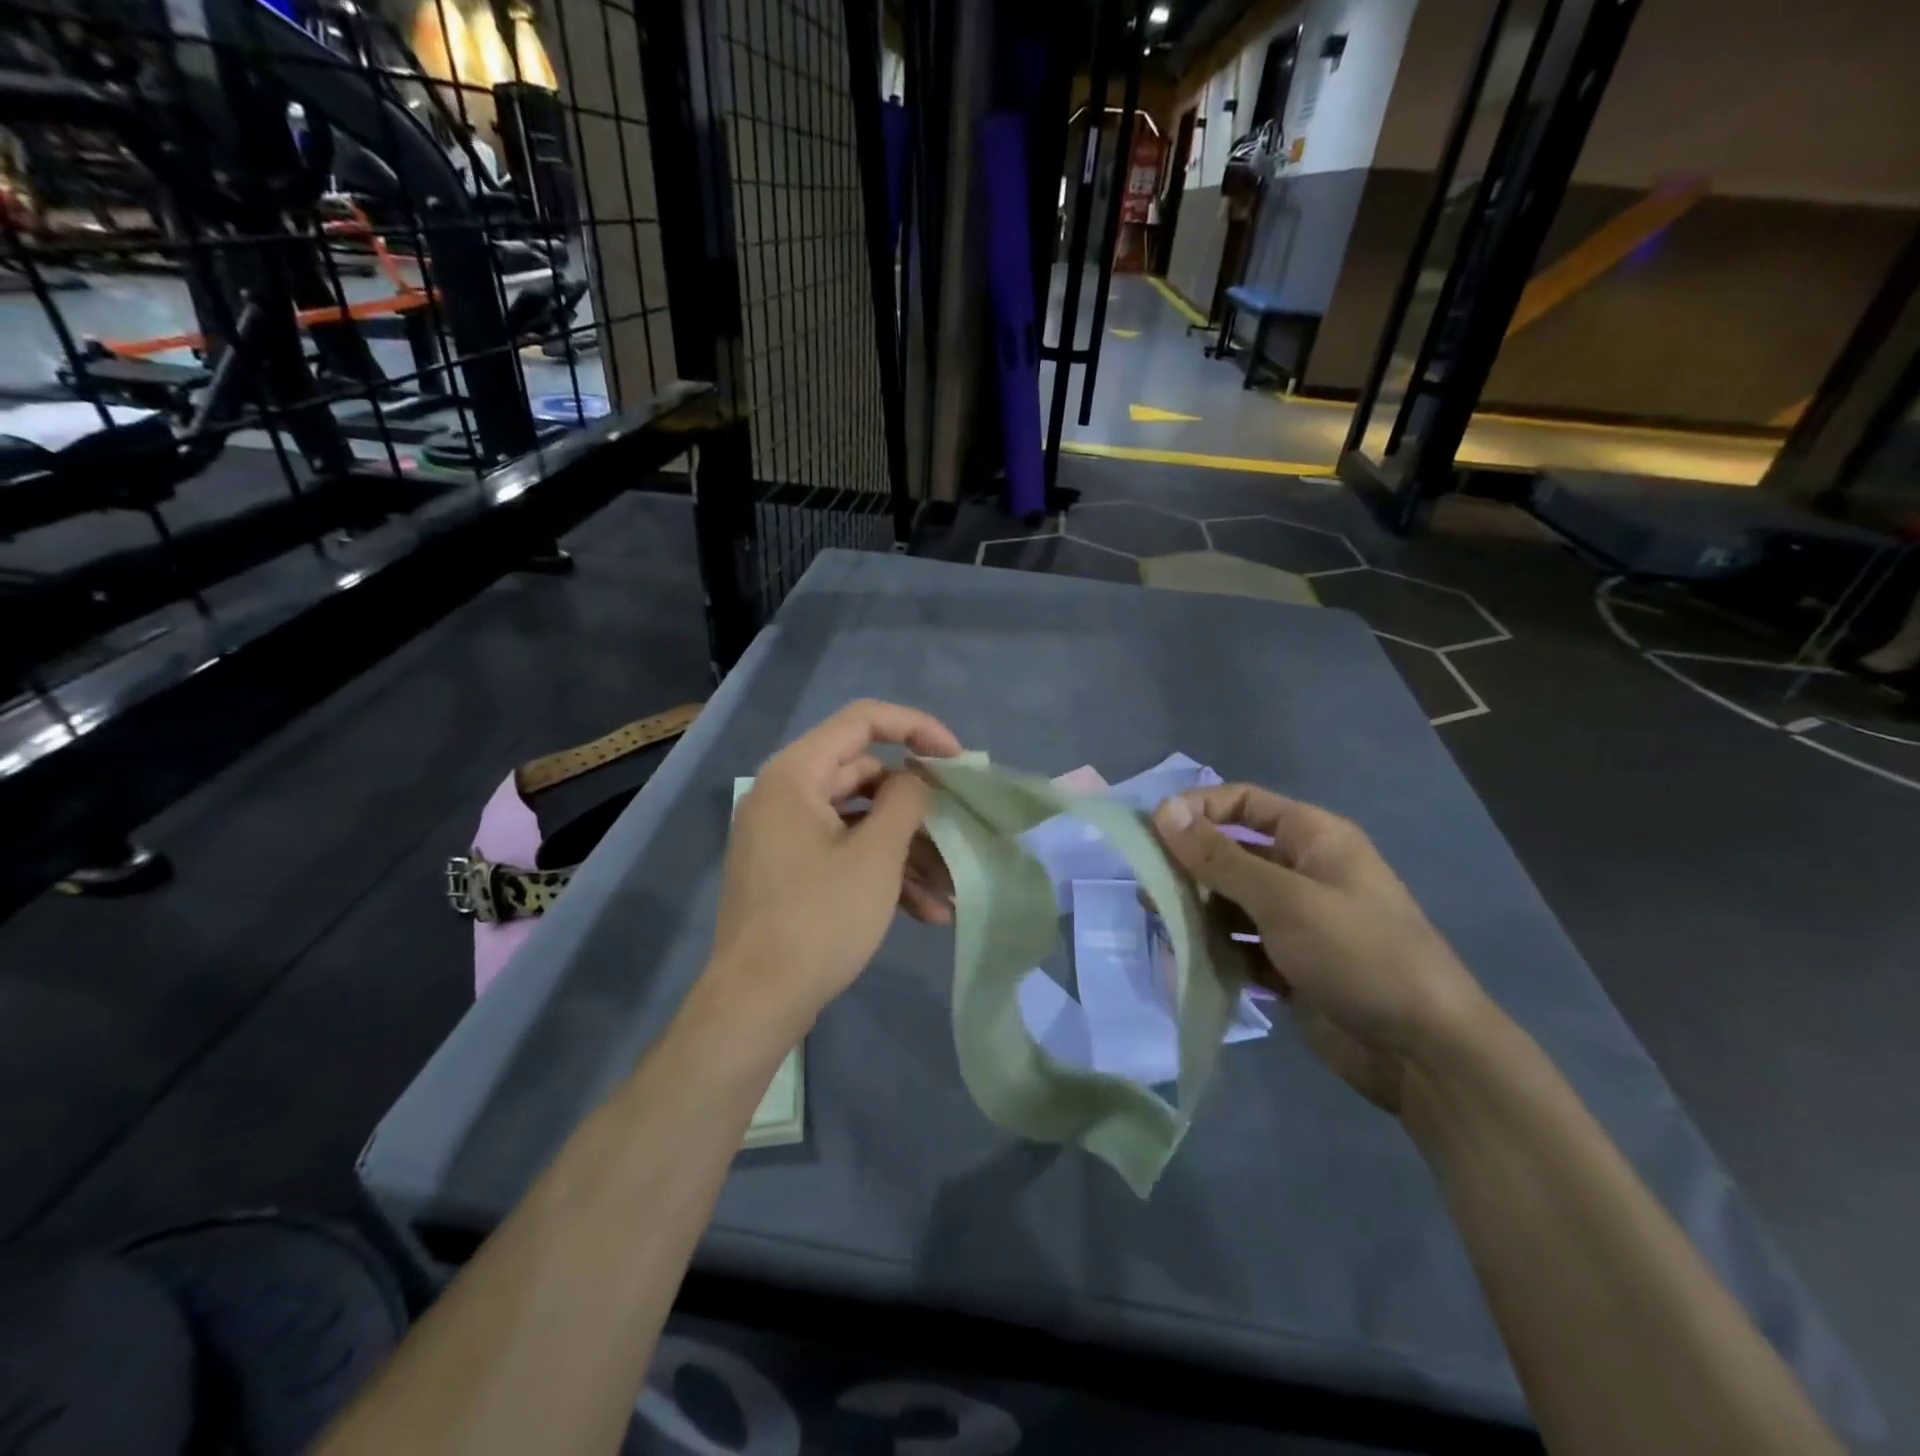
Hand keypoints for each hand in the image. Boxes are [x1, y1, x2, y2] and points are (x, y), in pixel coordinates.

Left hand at [707, 700, 962, 1038]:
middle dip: (917, 808)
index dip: (916, 728)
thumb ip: (906, 801)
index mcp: (796, 774)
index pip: (863, 720)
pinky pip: (844, 852)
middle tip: (958, 828)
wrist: (755, 1005)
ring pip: (861, 821)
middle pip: (865, 776)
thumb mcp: (876, 857)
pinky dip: (882, 872)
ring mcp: (786, 835)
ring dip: (907, 850)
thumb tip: (916, 777)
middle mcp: (786, 794)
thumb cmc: (818, 921)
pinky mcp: (791, 870)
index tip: (957, 759)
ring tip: (950, 890)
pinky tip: (925, 912)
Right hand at [1152, 785, 1487, 1113]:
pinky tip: (1190, 963)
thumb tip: (1163, 811)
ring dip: (1197, 912)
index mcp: (1315, 839)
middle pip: (1232, 854)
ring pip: (1231, 903)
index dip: (1199, 809)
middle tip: (1147, 887)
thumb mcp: (1284, 899)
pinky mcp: (1291, 965)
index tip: (1154, 832)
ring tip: (1163, 926)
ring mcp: (1298, 922)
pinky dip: (1216, 952)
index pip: (1245, 802)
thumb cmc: (1358, 954)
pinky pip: (1241, 946)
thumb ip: (1219, 858)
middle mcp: (1304, 873)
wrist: (1425, 1054)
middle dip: (1190, 868)